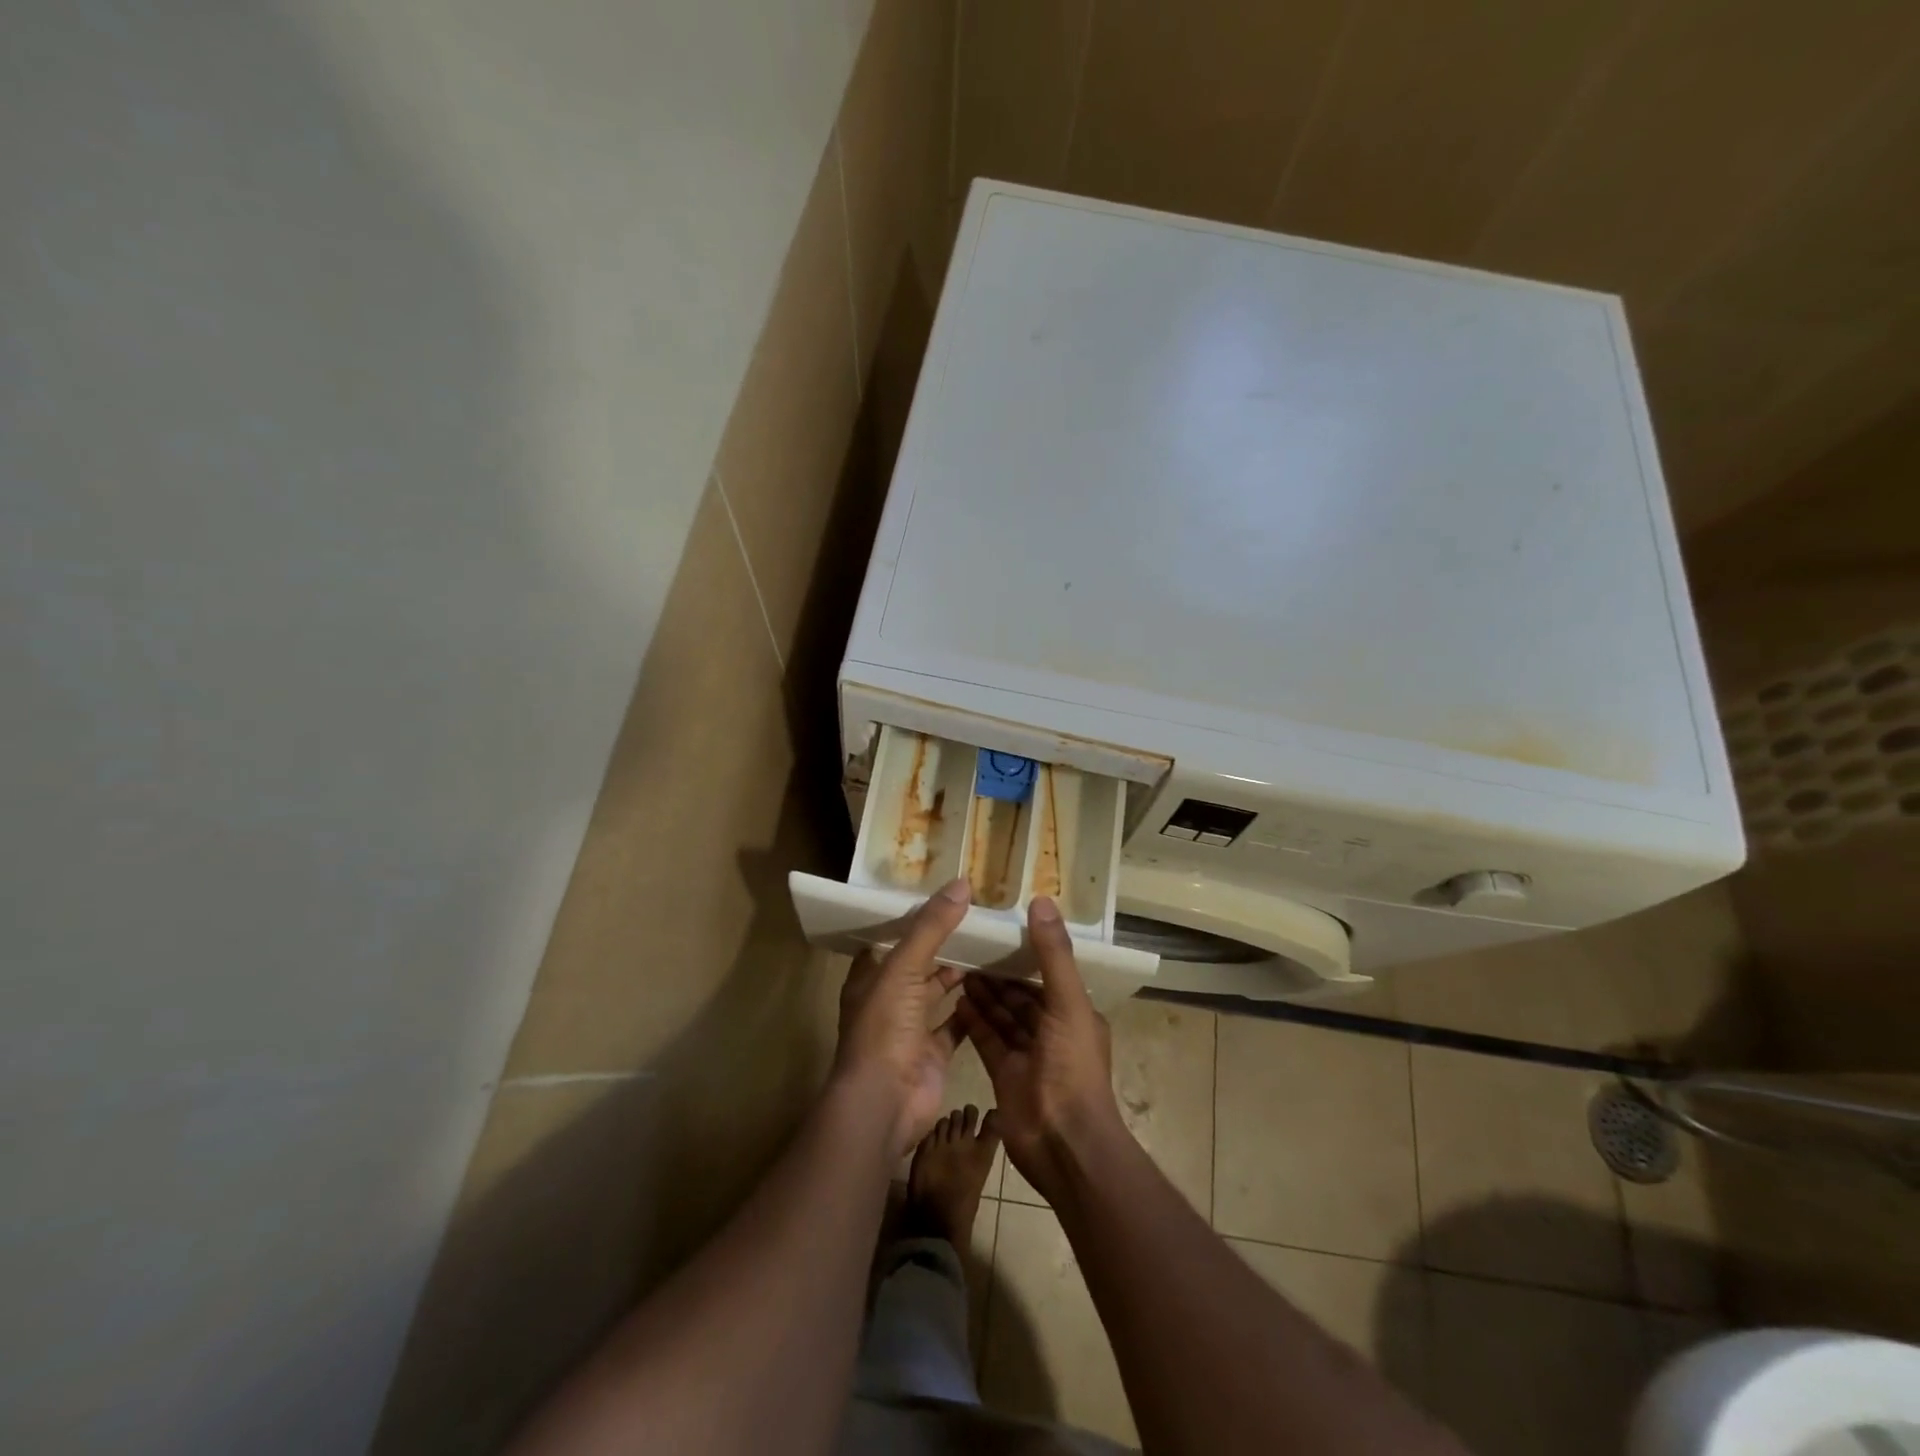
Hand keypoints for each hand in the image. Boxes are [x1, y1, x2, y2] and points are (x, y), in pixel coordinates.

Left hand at [833, 877, 971, 1159]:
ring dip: (960, 972)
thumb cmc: (884, 1028)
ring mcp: (911, 1027)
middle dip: (944, 943)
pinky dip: (974, 1006)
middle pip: (918, 963)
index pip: (891, 938)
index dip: (913, 918)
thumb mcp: (904, 968)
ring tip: (992, 944)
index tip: (944, 897)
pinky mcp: (934, 1051)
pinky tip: (997, 985)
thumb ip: (931, 927)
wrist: (884, 1103)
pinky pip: (957, 1022)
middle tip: (978, 917)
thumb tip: (961, 883)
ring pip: (938, 991)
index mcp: (870, 977)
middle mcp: (888, 999)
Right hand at [954, 896, 1124, 1200]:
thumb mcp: (1067, 1003)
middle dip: (1000, 972)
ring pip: (1003, 1015)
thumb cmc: (1072, 1068)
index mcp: (1075, 1013)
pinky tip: (955, 998)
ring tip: (958, 964)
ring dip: (984, 993)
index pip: (1049, 973)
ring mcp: (1028, 1055)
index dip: (1027, 951)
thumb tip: (1042, 900)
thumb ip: (1053, 954)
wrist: (1063, 1143)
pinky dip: (974, 1020)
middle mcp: (1053, 1031)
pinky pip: (988, 1039)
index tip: (1001, 927)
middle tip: (970, 944)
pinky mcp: (1004, 1074)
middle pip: (1022, 994)